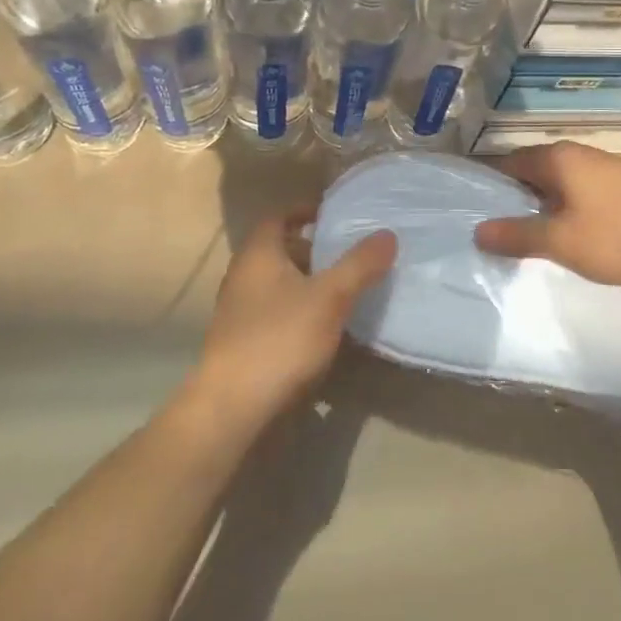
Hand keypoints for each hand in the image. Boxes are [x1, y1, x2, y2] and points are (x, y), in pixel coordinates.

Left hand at [189, 209, 395, 431]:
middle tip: (345, 253)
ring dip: (305, 281)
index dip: (304, 210)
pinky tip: (321, 328)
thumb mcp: (330, 297)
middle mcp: (242, 276)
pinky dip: (297, 309)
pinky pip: (274, 312)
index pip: (278, 216)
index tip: (333, 214)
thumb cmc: (280, 339)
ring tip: (341, 289)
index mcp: (258, 254)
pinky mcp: (241, 343)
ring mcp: (238, 312)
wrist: (232, 409)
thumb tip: (388, 234)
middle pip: (278, 250)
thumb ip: (359, 264)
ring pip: (276, 283)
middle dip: (311, 248)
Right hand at [472, 142, 620, 288]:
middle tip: (492, 225)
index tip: (469, 205)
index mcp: (557, 158)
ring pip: (556, 181)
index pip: (507, 162)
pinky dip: (563, 206)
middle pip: (532, 169)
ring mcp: (602, 167)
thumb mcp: (560, 241)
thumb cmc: (618, 235)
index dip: (487, 183)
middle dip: (512, 195)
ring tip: (524, 232)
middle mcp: (577, 154)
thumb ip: (517, 235)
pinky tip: (565, 231)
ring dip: (539, 202)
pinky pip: (578, 190)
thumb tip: (478, 231)